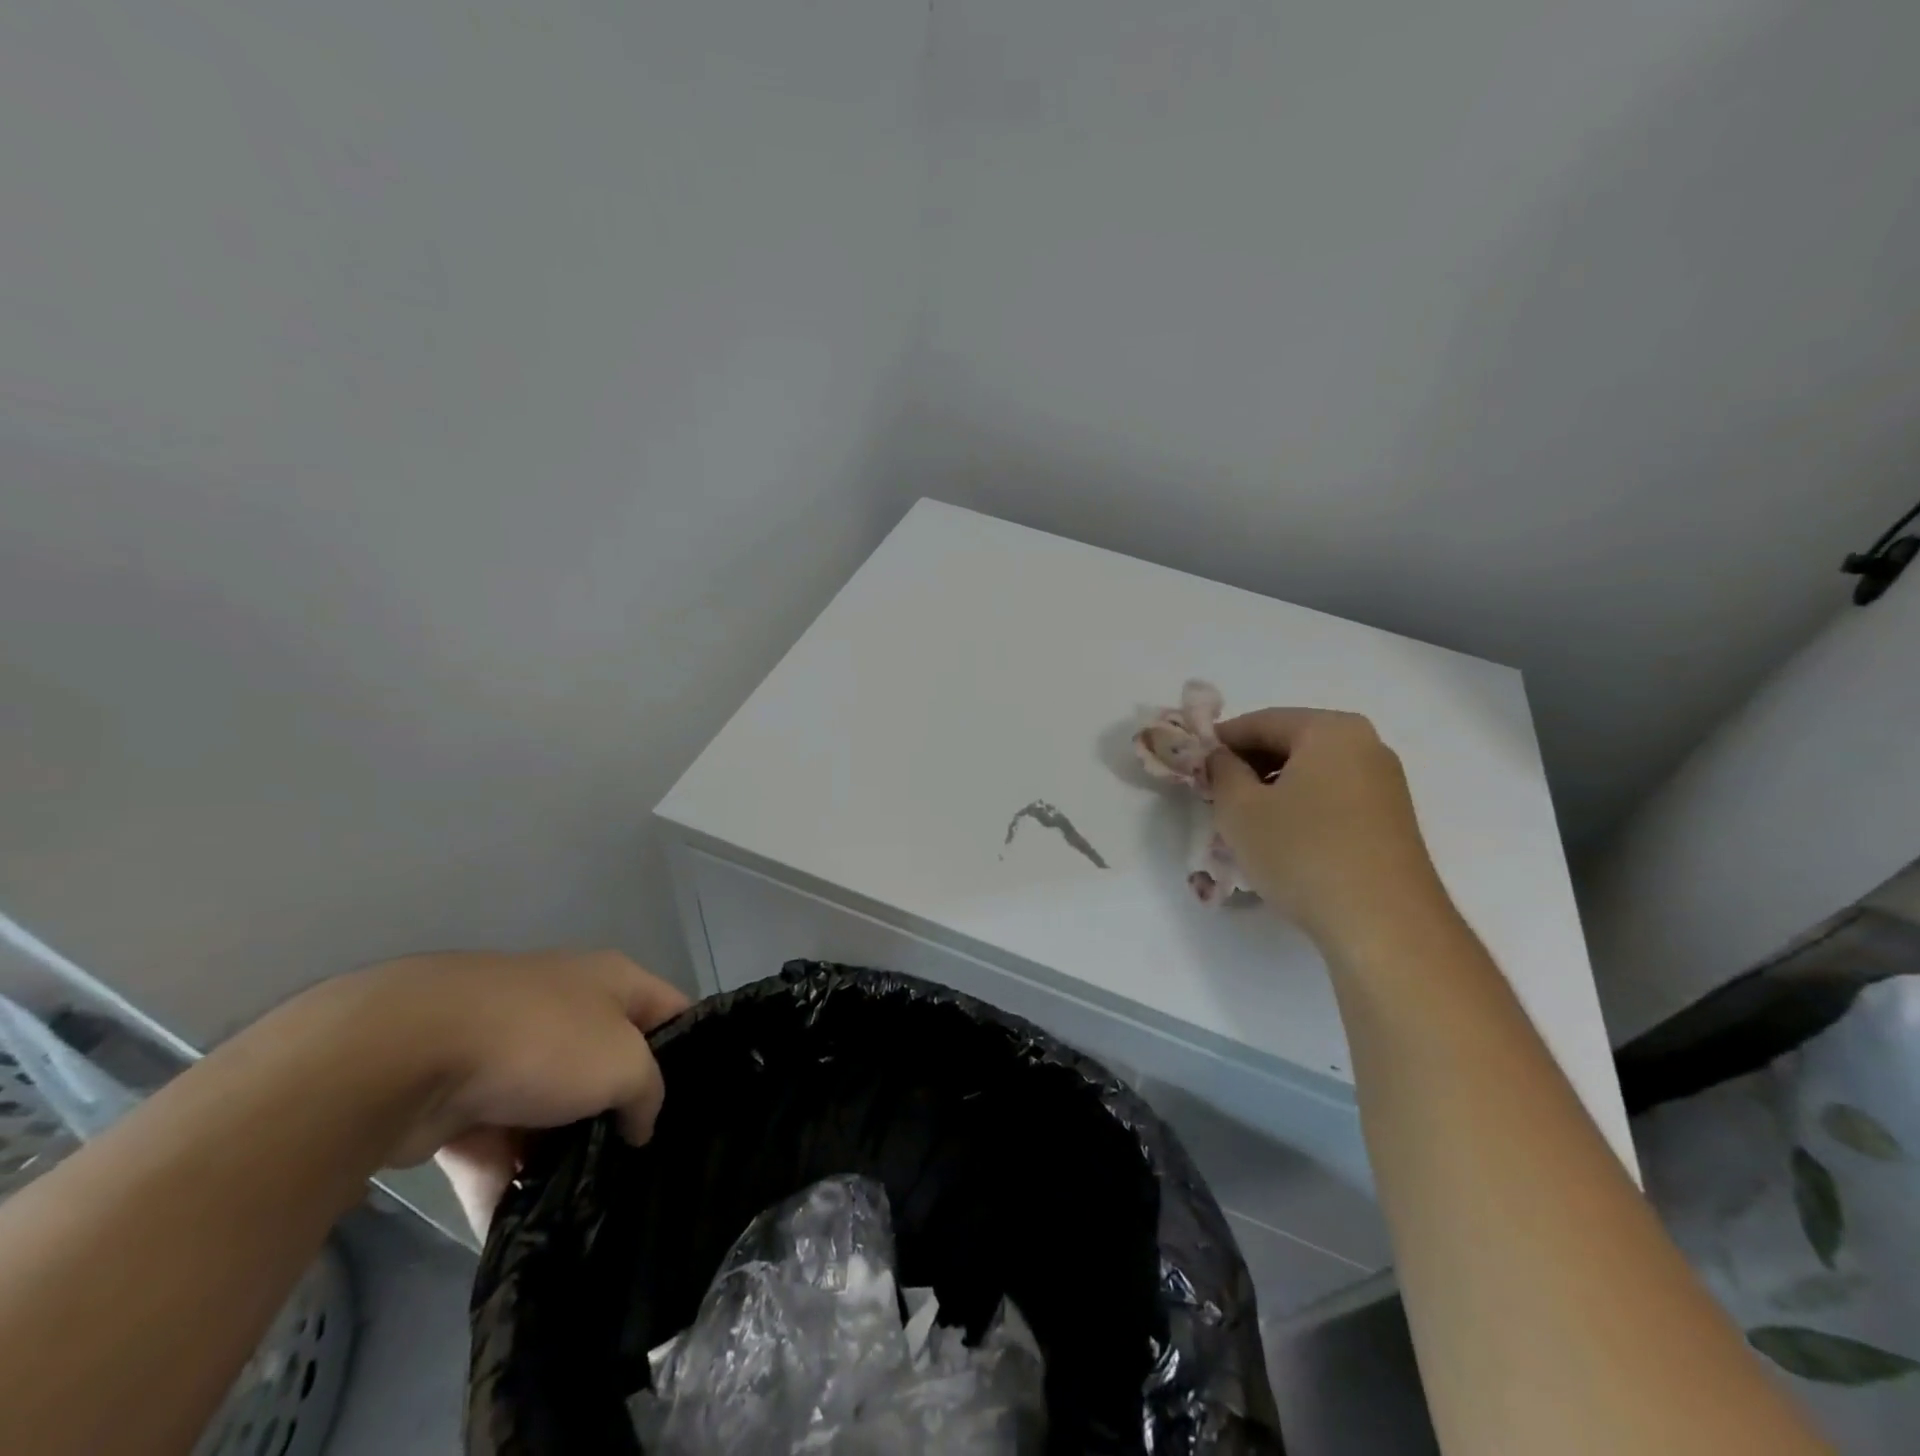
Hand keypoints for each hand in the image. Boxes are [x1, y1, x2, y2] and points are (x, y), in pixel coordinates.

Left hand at [286, 949, 690, 1235]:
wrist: (405, 1055)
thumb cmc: (542, 1041)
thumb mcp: (624, 1064)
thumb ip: (648, 1093)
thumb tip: (639, 1122)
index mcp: (611, 982)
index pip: (672, 1009)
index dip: (693, 1048)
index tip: (703, 1103)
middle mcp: (565, 1007)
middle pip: (610, 1062)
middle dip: (623, 1112)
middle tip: (644, 1162)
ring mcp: (509, 1052)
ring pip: (552, 1109)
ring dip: (562, 1154)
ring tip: (586, 1206)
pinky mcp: (457, 1097)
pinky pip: (495, 1143)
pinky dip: (506, 1180)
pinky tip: (522, 1224)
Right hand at [1206, 709, 1450, 953]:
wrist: (1383, 924)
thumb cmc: (1303, 853)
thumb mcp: (1240, 809)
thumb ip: (1221, 771)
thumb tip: (1221, 758)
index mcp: (1331, 730)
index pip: (1260, 721)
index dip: (1220, 741)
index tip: (1193, 765)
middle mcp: (1366, 745)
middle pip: (1290, 743)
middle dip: (1248, 765)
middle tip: (1214, 795)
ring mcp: (1384, 784)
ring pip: (1311, 773)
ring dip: (1272, 789)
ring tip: (1243, 822)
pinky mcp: (1391, 820)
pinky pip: (1332, 798)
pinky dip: (1300, 807)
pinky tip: (1281, 839)